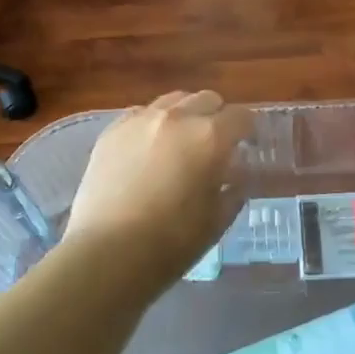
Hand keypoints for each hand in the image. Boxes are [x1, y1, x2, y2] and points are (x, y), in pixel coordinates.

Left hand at [65, 91, 255, 287]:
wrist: (107, 253)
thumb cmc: (171, 243)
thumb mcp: (217, 220)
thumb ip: (233, 189)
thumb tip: (235, 175)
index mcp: (210, 136)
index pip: (241, 116)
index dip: (248, 130)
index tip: (246, 145)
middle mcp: (178, 117)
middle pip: (207, 99)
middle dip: (216, 117)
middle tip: (213, 145)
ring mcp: (141, 119)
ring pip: (174, 100)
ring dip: (185, 114)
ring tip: (179, 142)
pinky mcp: (112, 130)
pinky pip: (141, 113)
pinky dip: (153, 123)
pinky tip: (148, 149)